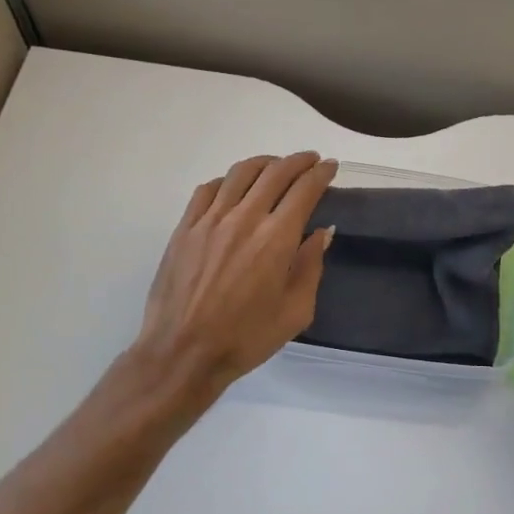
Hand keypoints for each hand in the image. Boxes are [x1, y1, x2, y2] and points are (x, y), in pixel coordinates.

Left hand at [133, 152, 337, 399]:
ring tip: (275, 166)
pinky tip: (233, 187)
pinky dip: (227, 180)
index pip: (304, 190)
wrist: (183, 352)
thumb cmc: (246, 338)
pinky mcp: (185, 228)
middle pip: (274, 172)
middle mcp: (244, 218)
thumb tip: (321, 232)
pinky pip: (207, 190)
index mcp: (276, 238)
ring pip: (239, 173)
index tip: (330, 166)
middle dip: (298, 161)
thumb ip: (310, 266)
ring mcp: (210, 220)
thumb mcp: (295, 311)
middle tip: (310, 160)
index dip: (321, 173)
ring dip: (263, 163)